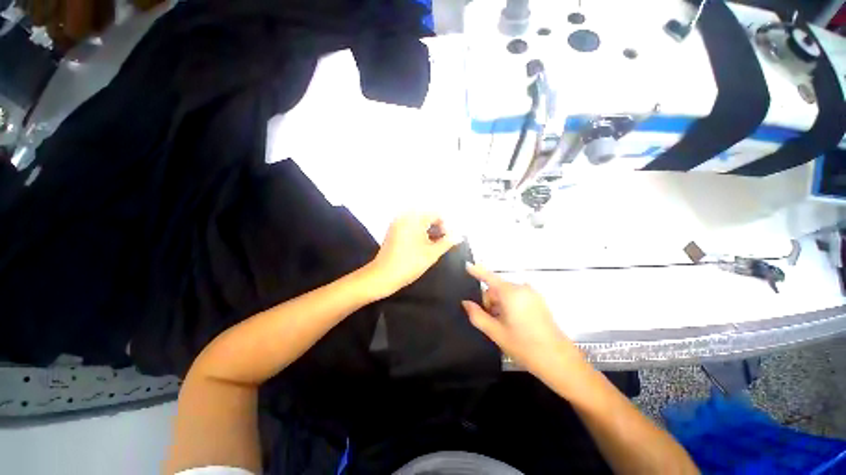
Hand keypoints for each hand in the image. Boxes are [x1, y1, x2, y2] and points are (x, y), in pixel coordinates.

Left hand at [368, 213, 459, 295]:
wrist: (383, 276)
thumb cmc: (409, 264)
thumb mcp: (431, 253)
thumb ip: (447, 242)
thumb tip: (459, 236)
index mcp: (414, 219)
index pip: (436, 215)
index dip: (446, 226)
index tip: (448, 240)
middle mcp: (405, 216)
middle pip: (427, 217)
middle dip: (437, 228)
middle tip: (442, 243)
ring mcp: (397, 223)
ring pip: (419, 222)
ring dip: (429, 231)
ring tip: (434, 245)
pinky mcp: (393, 230)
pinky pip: (410, 226)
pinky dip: (419, 233)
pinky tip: (422, 245)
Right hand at [462, 264, 582, 377]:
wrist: (559, 361)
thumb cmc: (525, 346)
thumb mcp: (496, 333)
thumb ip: (477, 316)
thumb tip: (465, 303)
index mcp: (511, 293)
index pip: (489, 277)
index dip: (477, 271)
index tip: (466, 265)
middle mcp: (522, 288)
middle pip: (497, 289)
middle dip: (489, 302)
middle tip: (491, 322)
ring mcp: (532, 294)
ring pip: (506, 294)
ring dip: (499, 306)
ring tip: (503, 326)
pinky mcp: (538, 301)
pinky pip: (516, 298)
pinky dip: (509, 306)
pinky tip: (513, 324)